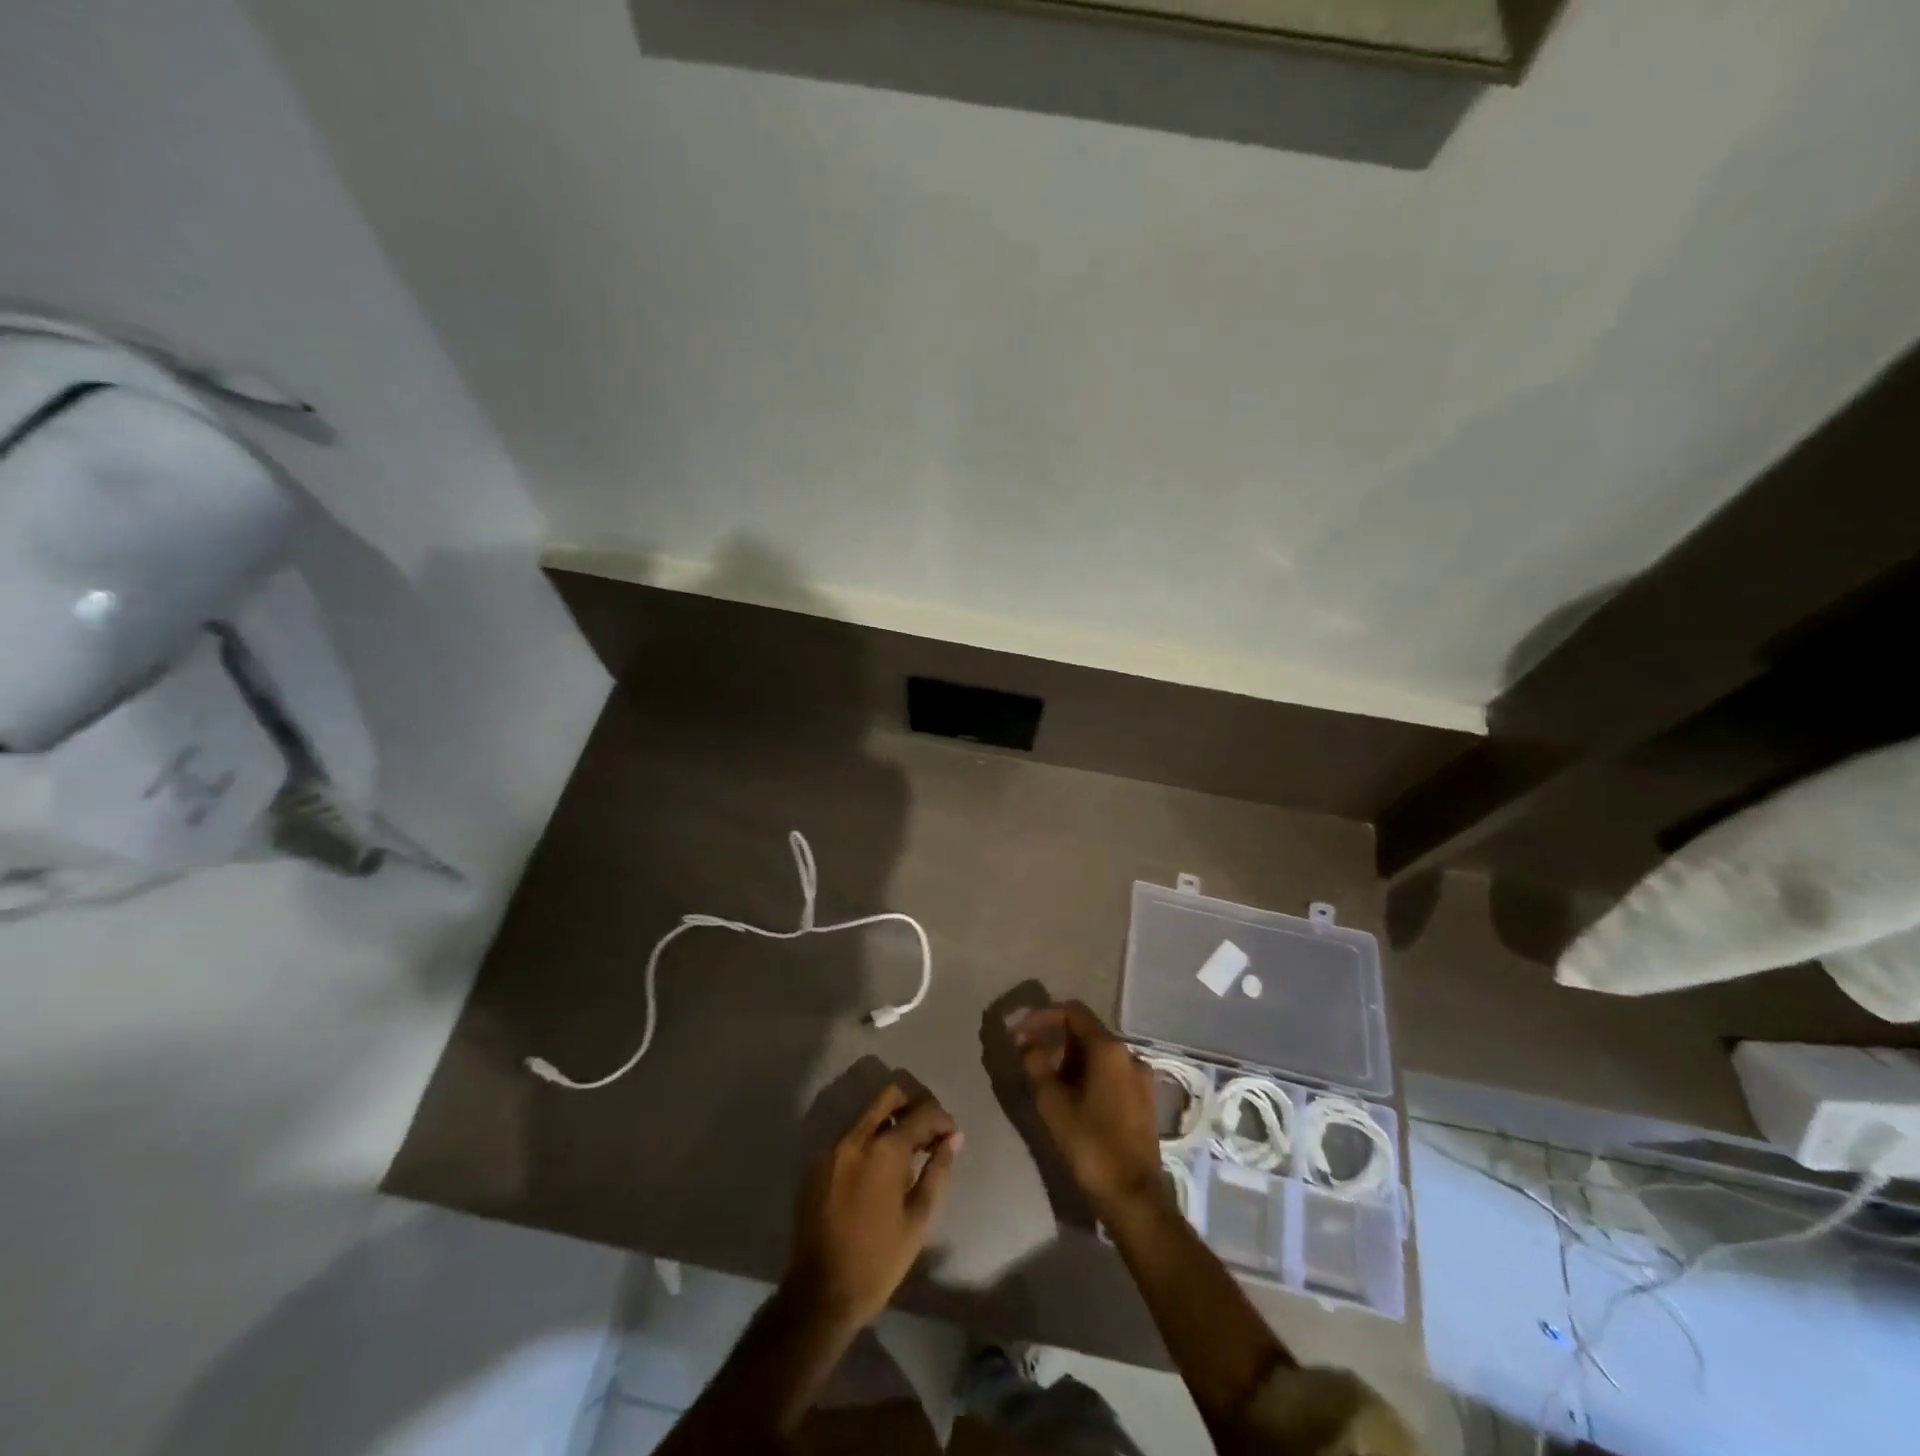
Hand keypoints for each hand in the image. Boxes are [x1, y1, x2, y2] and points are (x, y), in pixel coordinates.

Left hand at [785, 1083, 961, 1330]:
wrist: (820, 1295)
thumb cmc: (878, 1261)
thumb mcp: (918, 1220)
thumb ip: (937, 1172)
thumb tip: (955, 1139)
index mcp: (883, 1150)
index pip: (921, 1112)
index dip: (942, 1119)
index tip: (952, 1136)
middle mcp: (855, 1138)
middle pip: (889, 1096)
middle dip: (914, 1106)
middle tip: (928, 1133)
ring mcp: (831, 1148)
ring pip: (867, 1114)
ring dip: (891, 1123)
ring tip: (907, 1155)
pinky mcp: (817, 1164)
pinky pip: (850, 1137)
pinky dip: (869, 1141)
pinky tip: (879, 1171)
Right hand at [1011, 1001, 1163, 1211]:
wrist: (1134, 1197)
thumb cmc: (1090, 1145)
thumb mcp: (1053, 1104)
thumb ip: (1036, 1065)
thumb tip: (1026, 1042)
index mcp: (1109, 1049)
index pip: (1073, 1012)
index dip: (1043, 1016)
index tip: (1020, 1030)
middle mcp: (1130, 1055)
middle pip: (1087, 1031)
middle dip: (1054, 1038)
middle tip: (1028, 1054)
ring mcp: (1141, 1077)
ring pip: (1099, 1054)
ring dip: (1069, 1057)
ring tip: (1044, 1076)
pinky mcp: (1143, 1099)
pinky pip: (1111, 1072)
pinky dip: (1087, 1073)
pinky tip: (1070, 1094)